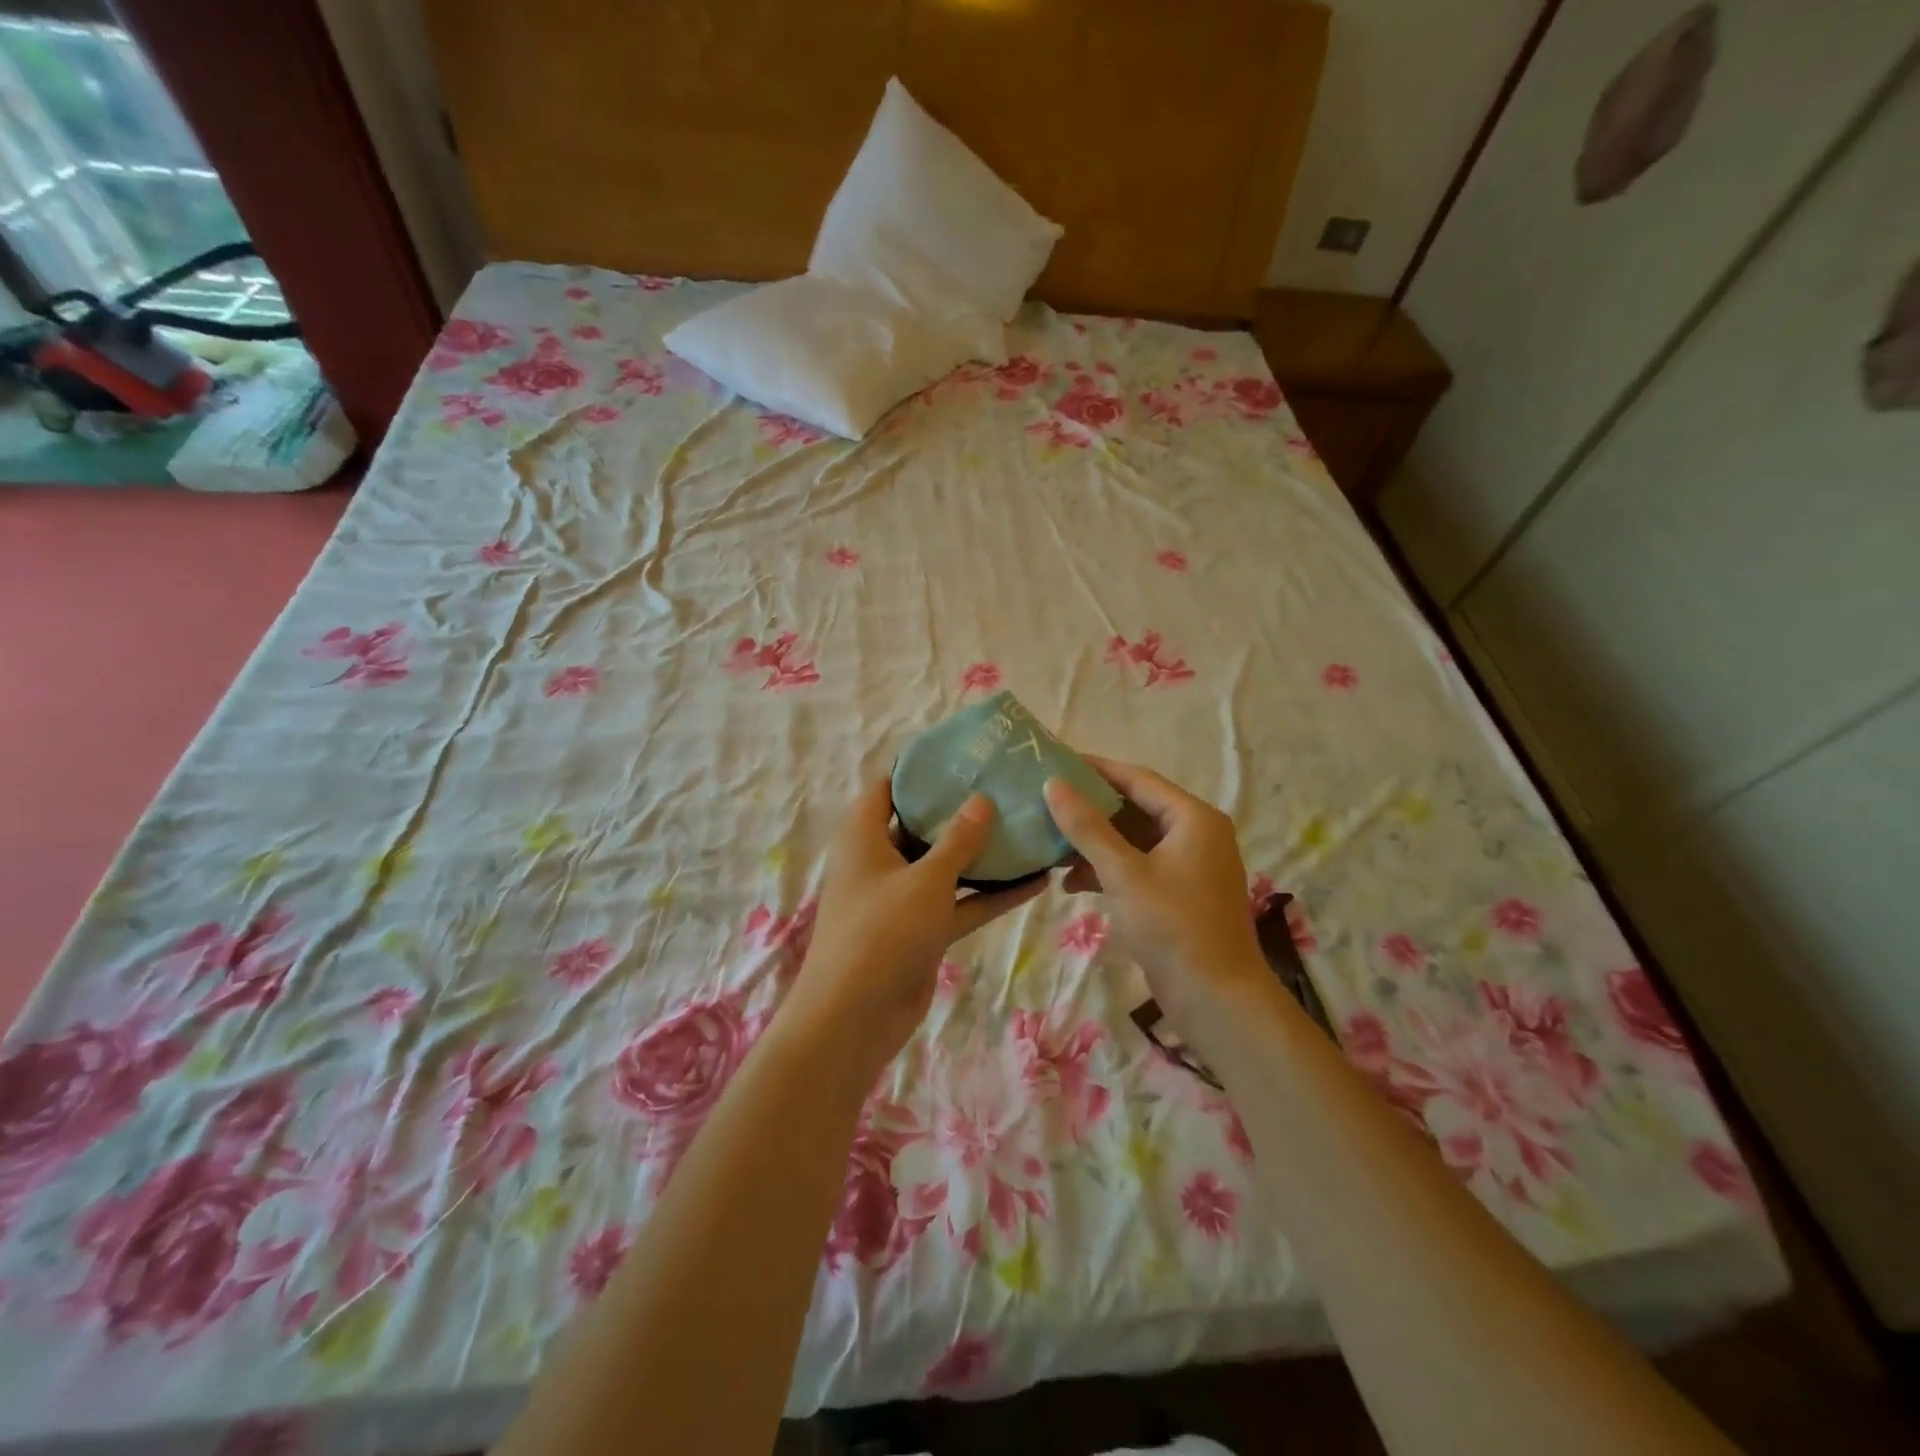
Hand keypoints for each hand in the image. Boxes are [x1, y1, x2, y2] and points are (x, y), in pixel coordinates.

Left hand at [787, 780, 1045, 1060]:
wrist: (855, 1018)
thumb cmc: (882, 932)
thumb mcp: (925, 879)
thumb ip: (958, 839)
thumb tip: (982, 799)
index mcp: (865, 836)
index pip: (889, 788)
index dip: (921, 771)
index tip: (963, 756)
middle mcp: (882, 861)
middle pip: (923, 825)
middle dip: (962, 810)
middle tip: (1007, 788)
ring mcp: (903, 897)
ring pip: (947, 866)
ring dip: (983, 855)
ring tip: (1028, 829)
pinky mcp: (923, 930)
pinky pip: (960, 903)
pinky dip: (991, 895)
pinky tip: (1036, 882)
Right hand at [1043, 758, 1266, 1027]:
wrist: (1216, 998)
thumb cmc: (1172, 925)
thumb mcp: (1123, 873)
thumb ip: (1087, 827)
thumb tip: (1053, 785)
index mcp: (1193, 818)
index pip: (1137, 779)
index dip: (1095, 770)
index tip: (1056, 762)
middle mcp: (1196, 833)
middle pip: (1135, 809)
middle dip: (1090, 812)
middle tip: (1047, 805)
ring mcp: (1190, 865)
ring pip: (1134, 841)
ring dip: (1095, 845)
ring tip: (1052, 849)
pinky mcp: (1180, 894)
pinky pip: (1139, 867)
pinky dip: (1109, 871)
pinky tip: (1073, 884)